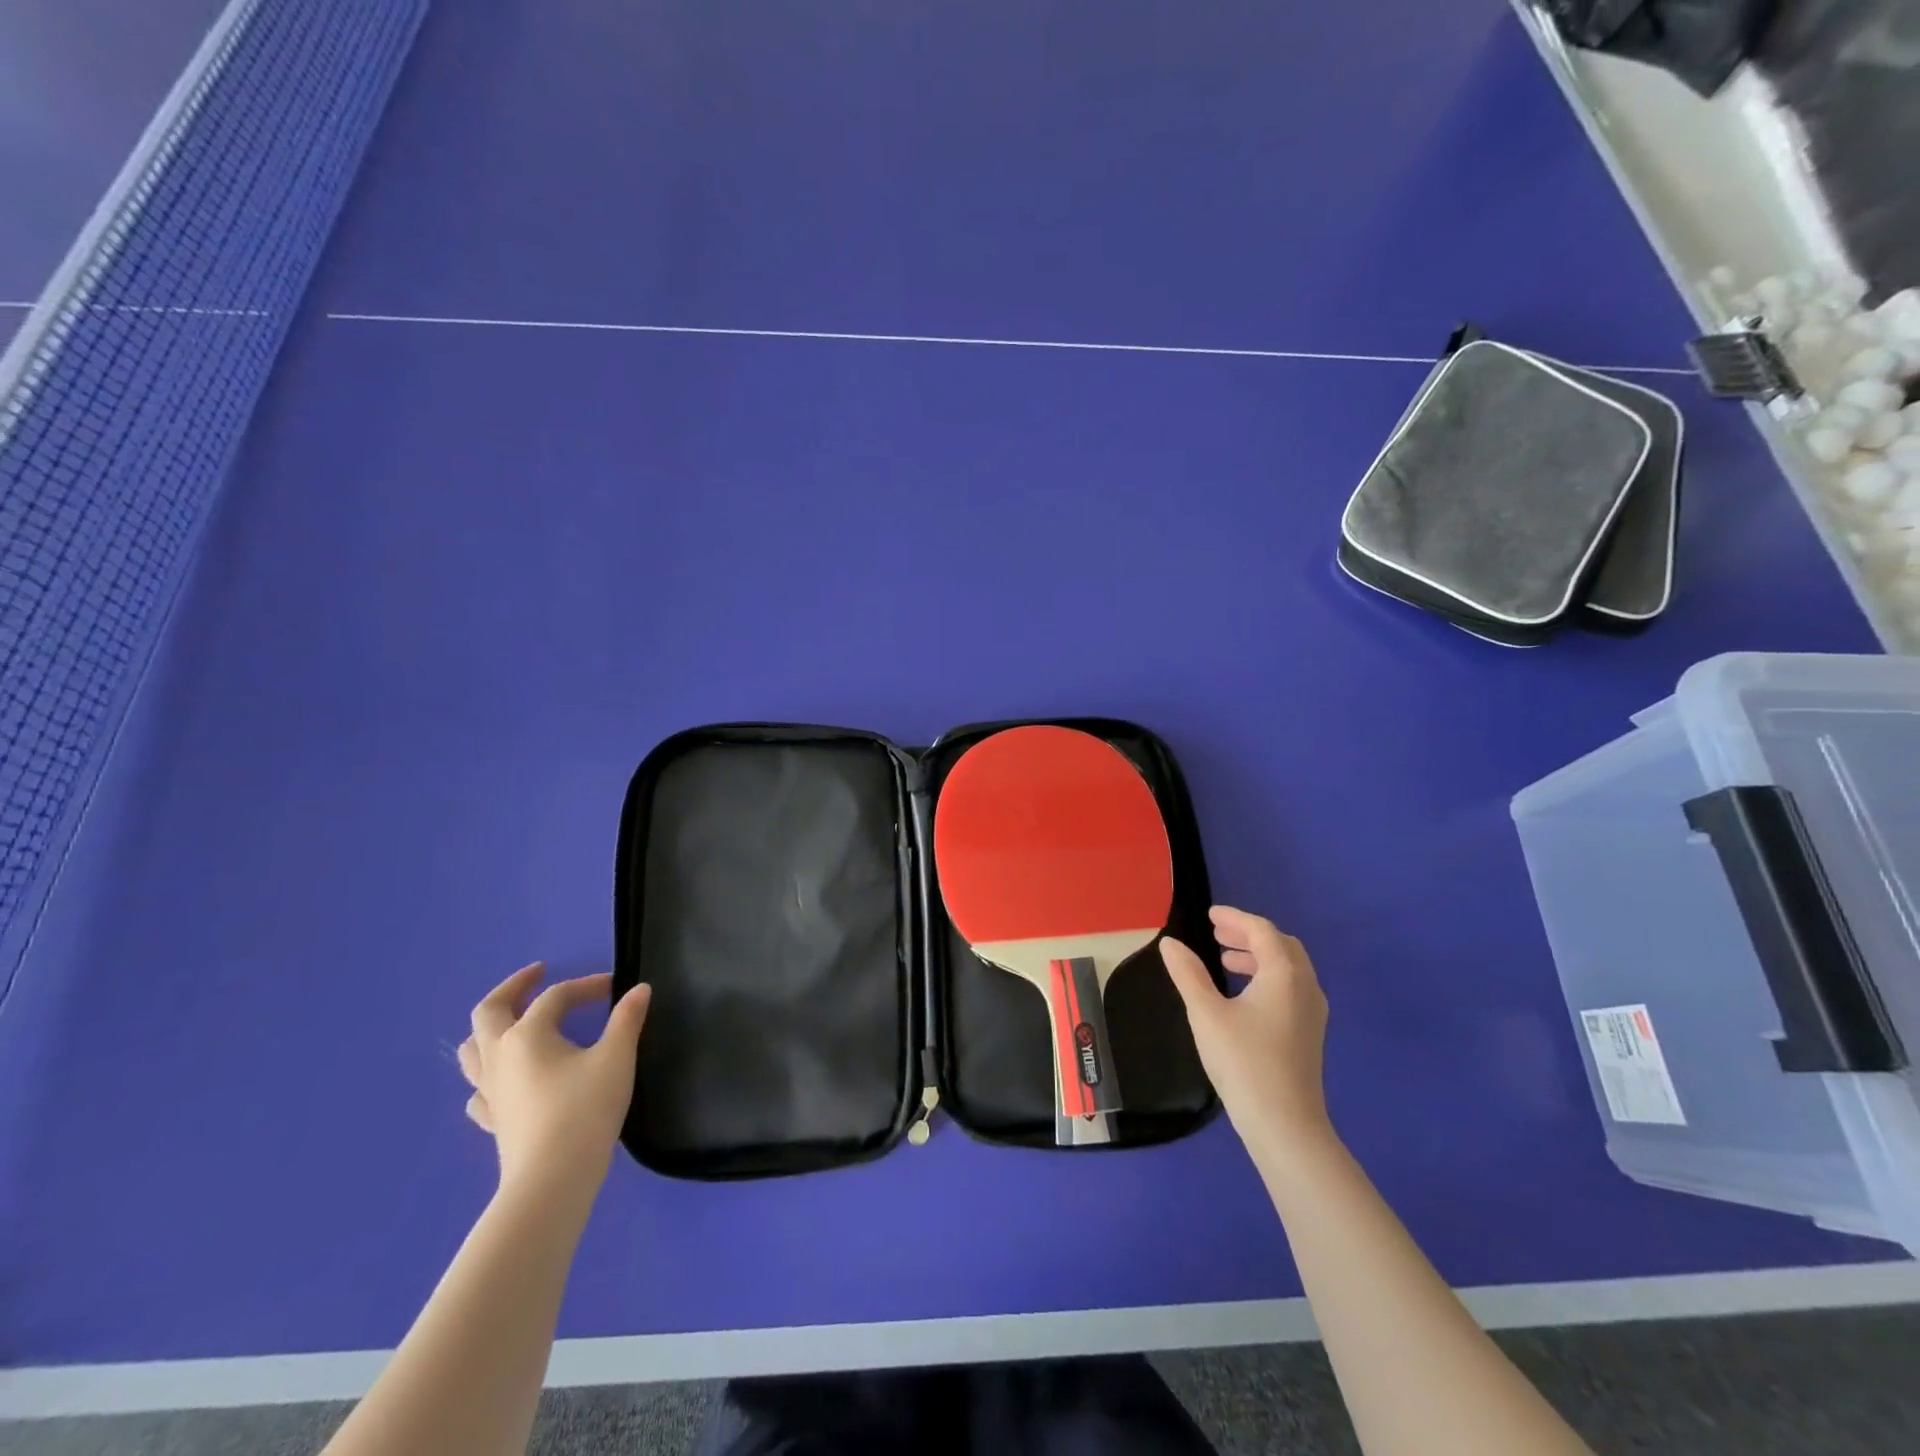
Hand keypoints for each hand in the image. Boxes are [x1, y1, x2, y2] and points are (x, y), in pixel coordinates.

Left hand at [457, 965, 651, 1199]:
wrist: (553, 1178)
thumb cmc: (586, 1109)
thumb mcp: (617, 1057)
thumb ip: (627, 1019)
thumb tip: (639, 989)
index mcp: (527, 1035)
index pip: (556, 997)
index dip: (586, 986)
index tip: (615, 988)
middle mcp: (500, 1056)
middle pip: (490, 1011)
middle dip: (514, 987)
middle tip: (537, 974)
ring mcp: (490, 1091)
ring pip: (472, 1050)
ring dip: (490, 1028)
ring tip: (512, 1021)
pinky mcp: (492, 1120)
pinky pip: (478, 1090)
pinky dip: (488, 1075)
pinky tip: (505, 1079)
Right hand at [1161, 907, 1332, 1162]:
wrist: (1285, 1125)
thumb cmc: (1243, 1062)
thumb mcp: (1206, 1013)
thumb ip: (1188, 974)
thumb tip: (1170, 943)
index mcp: (1284, 974)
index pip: (1261, 930)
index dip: (1234, 917)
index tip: (1209, 915)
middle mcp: (1305, 986)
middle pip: (1281, 945)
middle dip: (1248, 934)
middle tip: (1217, 933)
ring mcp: (1312, 1012)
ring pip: (1288, 967)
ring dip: (1258, 956)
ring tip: (1225, 962)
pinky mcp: (1309, 1033)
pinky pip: (1291, 987)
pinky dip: (1267, 976)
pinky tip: (1243, 995)